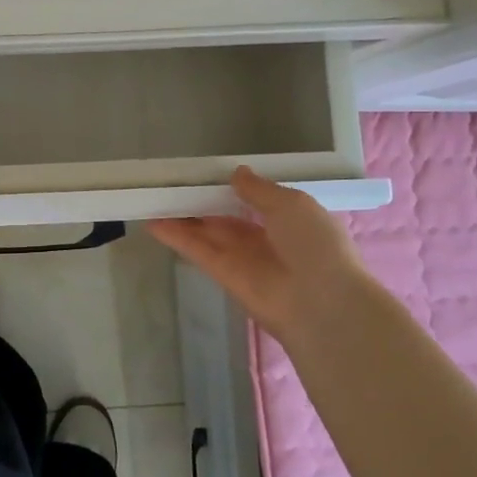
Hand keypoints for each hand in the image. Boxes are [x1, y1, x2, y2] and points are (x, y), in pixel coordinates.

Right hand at [148, 166, 371, 346]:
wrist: (322, 303)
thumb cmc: (315, 245)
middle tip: (173, 185)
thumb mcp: (292, 204)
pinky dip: (177, 238)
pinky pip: (199, 251)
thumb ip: (259, 189)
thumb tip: (237, 173)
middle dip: (203, 203)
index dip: (232, 189)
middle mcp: (266, 239)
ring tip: (154, 199)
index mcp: (290, 220)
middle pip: (227, 218)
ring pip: (208, 233)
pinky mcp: (225, 276)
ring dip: (183, 218)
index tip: (207, 175)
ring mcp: (244, 259)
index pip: (256, 202)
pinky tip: (154, 223)